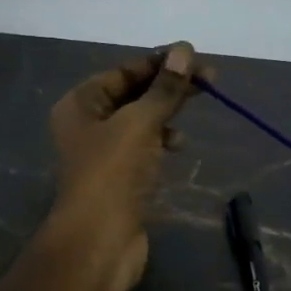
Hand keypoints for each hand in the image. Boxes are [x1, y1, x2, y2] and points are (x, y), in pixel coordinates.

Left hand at [47, 42, 198, 290]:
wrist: (99, 241)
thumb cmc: (113, 173)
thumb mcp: (140, 123)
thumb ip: (164, 89)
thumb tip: (184, 50)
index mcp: (81, 103)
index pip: (124, 72)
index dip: (159, 62)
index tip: (195, 57)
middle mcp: (87, 123)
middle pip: (133, 94)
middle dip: (169, 86)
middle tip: (210, 80)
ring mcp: (103, 153)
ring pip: (140, 121)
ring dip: (167, 112)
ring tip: (195, 109)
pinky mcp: (120, 178)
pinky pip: (143, 147)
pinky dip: (161, 140)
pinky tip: (179, 144)